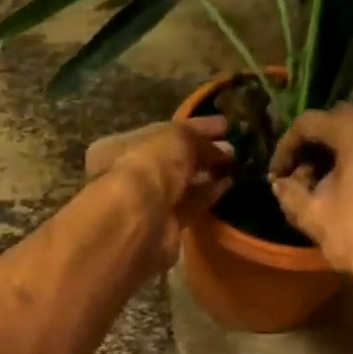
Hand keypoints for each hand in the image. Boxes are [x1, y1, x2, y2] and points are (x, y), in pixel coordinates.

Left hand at [85, 115, 233, 266]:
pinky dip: (207, 194)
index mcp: (119, 147)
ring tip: (233, 163)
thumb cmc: (149, 166)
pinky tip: (227, 183)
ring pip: (179, 184)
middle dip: (199, 152)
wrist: (141, 220)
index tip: (224, 125)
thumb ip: (197, 139)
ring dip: (205, 172)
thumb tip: (222, 149)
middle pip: (169, 160)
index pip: (160, 132)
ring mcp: (145, 203)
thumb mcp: (176, 138)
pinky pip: (188, 206)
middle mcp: (128, 175)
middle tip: (230, 146)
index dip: (193, 127)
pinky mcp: (164, 227)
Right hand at [269, 103, 352, 303]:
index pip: (311, 123)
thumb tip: (280, 183)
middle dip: (312, 147)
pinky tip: (346, 191)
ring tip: (318, 187)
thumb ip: (290, 192)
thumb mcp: (314, 217)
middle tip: (296, 177)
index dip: (286, 147)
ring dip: (335, 154)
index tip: (276, 175)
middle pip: (338, 122)